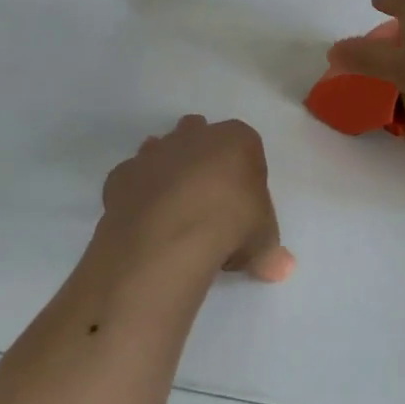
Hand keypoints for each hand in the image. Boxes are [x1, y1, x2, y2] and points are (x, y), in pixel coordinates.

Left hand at [101, 116, 294, 282]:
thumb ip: (269, 249)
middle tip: (208, 199)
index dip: (245, 172)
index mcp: (237, 139)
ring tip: (175, 212)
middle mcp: (194, 135)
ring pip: (161, 150)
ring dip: (167, 171)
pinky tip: (145, 223)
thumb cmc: (230, 224)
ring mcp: (154, 151)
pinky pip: (133, 179)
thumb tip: (282, 268)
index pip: (246, 146)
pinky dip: (138, 195)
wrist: (170, 234)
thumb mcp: (262, 241)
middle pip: (200, 135)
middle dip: (202, 158)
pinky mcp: (122, 174)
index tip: (244, 203)